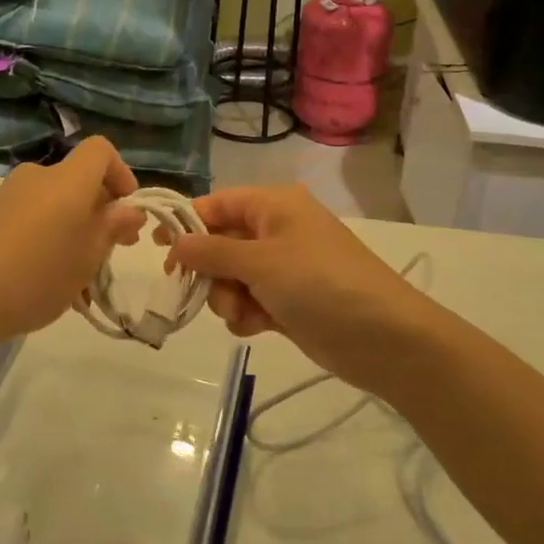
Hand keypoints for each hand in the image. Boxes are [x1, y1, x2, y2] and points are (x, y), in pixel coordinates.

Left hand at [0, 138, 144, 351]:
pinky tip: (47, 279)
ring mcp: (9, 195)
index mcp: (67, 180)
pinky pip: (33, 216)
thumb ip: (112, 228)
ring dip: (76, 230)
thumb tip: (130, 209)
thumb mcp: (87, 258)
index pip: (101, 150)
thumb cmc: (36, 276)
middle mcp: (38, 176)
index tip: (127, 210)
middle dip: (101, 211)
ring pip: (57, 203)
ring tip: (79, 279)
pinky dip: (49, 237)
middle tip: (111, 252)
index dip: (121, 173)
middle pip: (79, 180)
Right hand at [167, 186, 444, 392]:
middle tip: (198, 291)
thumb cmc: (320, 283)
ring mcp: (284, 268)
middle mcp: (277, 231)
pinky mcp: (289, 302)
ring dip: (226, 297)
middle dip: (209, 270)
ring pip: (231, 277)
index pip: (217, 204)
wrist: (385, 338)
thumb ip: (211, 251)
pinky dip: (246, 314)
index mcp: (274, 206)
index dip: (186, 223)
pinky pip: (249, 301)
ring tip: (242, 313)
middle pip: (220, 243)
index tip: (157, 248)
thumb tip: (174, 242)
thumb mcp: (260, 262)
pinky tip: (255, 328)